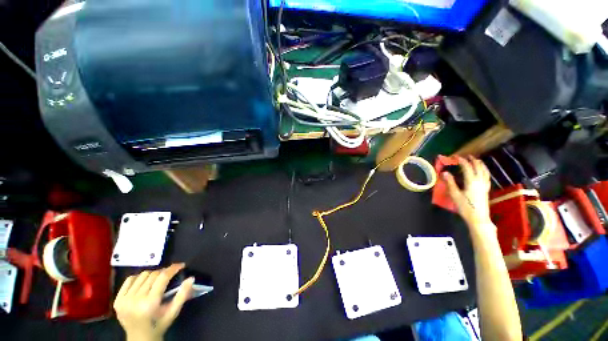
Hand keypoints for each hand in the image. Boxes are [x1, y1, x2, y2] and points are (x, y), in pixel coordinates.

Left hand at [114, 264, 193, 340]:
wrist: (139, 339)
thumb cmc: (159, 324)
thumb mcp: (173, 312)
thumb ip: (183, 295)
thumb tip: (191, 278)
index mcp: (150, 303)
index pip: (162, 277)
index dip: (172, 268)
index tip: (181, 265)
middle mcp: (135, 299)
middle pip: (152, 275)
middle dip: (164, 271)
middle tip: (171, 274)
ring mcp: (124, 300)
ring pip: (142, 276)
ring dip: (152, 274)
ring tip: (158, 278)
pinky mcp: (117, 300)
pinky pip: (129, 280)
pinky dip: (138, 278)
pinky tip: (144, 282)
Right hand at [443, 156, 492, 230]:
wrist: (478, 218)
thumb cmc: (465, 207)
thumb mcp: (455, 195)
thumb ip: (450, 183)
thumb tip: (445, 172)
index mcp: (472, 181)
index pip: (467, 168)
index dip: (462, 161)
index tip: (456, 157)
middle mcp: (480, 181)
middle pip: (478, 168)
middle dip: (472, 161)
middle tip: (467, 156)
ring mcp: (484, 185)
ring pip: (485, 171)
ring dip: (480, 165)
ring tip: (477, 161)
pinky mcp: (486, 190)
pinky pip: (486, 177)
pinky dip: (484, 171)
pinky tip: (483, 172)